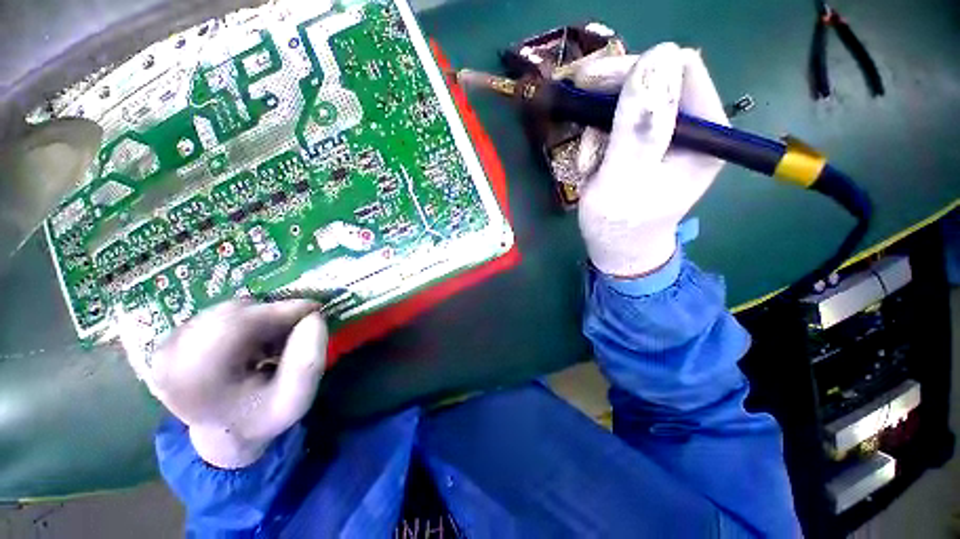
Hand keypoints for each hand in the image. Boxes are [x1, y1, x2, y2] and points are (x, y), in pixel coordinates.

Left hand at [134, 299, 327, 468]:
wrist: (225, 434)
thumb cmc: (262, 418)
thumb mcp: (296, 399)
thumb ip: (308, 362)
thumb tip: (314, 317)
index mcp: (194, 379)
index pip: (236, 324)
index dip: (280, 310)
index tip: (316, 309)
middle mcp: (168, 358)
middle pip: (232, 313)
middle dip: (273, 314)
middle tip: (299, 326)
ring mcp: (165, 346)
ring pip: (227, 310)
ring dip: (261, 317)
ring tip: (276, 339)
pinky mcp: (170, 340)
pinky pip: (218, 314)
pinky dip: (246, 319)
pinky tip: (255, 340)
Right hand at [572, 42, 728, 277]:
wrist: (618, 250)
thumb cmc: (620, 225)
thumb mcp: (623, 180)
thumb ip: (639, 127)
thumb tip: (657, 56)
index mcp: (707, 134)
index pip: (679, 69)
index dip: (634, 68)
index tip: (591, 83)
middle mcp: (695, 128)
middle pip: (654, 81)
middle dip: (611, 97)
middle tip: (579, 107)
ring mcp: (670, 137)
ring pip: (630, 105)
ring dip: (599, 130)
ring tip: (588, 166)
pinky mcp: (648, 146)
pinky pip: (619, 126)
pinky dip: (598, 142)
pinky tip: (591, 169)